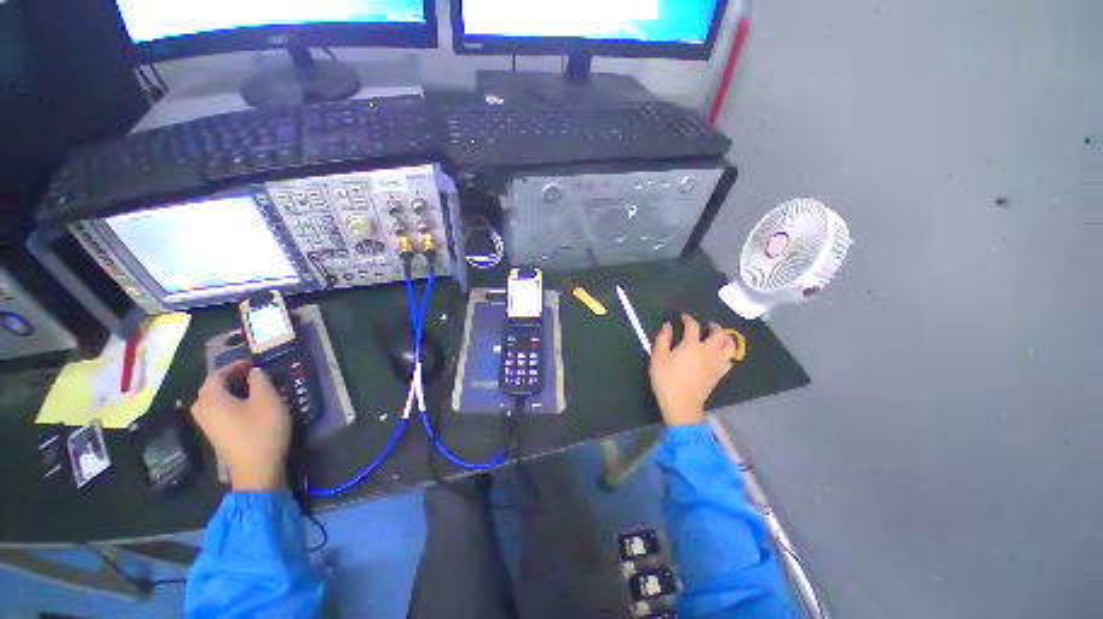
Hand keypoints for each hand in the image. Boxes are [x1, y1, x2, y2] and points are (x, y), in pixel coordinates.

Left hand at [190, 360, 291, 491]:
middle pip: (212, 387)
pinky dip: (230, 402)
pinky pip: (218, 410)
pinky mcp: (215, 434)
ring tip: (252, 387)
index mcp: (211, 398)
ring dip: (231, 390)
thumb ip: (259, 380)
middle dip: (231, 377)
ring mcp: (206, 424)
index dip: (235, 365)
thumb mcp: (268, 400)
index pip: (217, 374)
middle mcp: (202, 409)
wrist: (257, 468)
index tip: (253, 361)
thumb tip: (253, 372)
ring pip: (215, 400)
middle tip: (253, 373)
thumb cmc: (262, 429)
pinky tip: (247, 404)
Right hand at [649, 314, 736, 425]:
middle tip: (708, 325)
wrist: (681, 404)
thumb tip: (668, 325)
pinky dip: (728, 353)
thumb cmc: (666, 379)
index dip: (688, 318)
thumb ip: (663, 338)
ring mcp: (716, 363)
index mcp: (691, 345)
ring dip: (727, 338)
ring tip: (720, 337)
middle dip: (715, 326)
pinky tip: (721, 354)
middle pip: (719, 334)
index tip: (683, 317)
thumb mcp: (658, 357)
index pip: (693, 326)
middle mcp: (708, 351)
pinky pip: (730, 360)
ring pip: (730, 346)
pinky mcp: (720, 374)